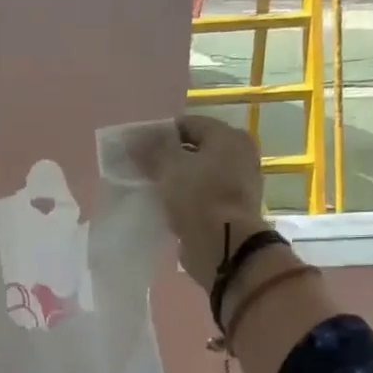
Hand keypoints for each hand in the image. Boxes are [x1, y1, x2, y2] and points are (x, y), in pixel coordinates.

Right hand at [131, 116, 267, 289]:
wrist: (225, 248)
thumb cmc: (199, 198)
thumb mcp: (169, 168)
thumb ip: (152, 149)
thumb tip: (133, 138)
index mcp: (229, 137)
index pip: (188, 124)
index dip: (161, 134)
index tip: (139, 149)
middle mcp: (240, 155)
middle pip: (195, 150)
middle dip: (168, 158)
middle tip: (142, 170)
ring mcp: (238, 185)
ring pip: (198, 175)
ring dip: (176, 181)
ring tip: (151, 190)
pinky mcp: (231, 211)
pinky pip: (202, 197)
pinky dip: (186, 200)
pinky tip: (167, 208)